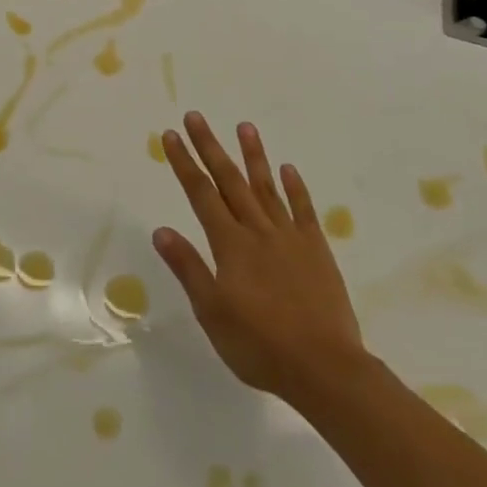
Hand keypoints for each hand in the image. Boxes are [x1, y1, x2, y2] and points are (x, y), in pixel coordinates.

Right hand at [154, 112, 368, 415]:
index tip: (171, 135)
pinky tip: (288, 169)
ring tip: (245, 126)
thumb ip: (188, 268)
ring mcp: (290, 238)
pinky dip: (295, 188)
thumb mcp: (212, 313)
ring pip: (266, 188)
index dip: (184, 163)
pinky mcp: (317, 251)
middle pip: (229, 181)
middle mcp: (258, 231)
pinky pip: (303, 211)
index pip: (201, 194)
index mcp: (230, 245)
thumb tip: (161, 230)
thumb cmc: (260, 345)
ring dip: (253, 156)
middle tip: (196, 116)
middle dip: (210, 147)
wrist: (326, 369)